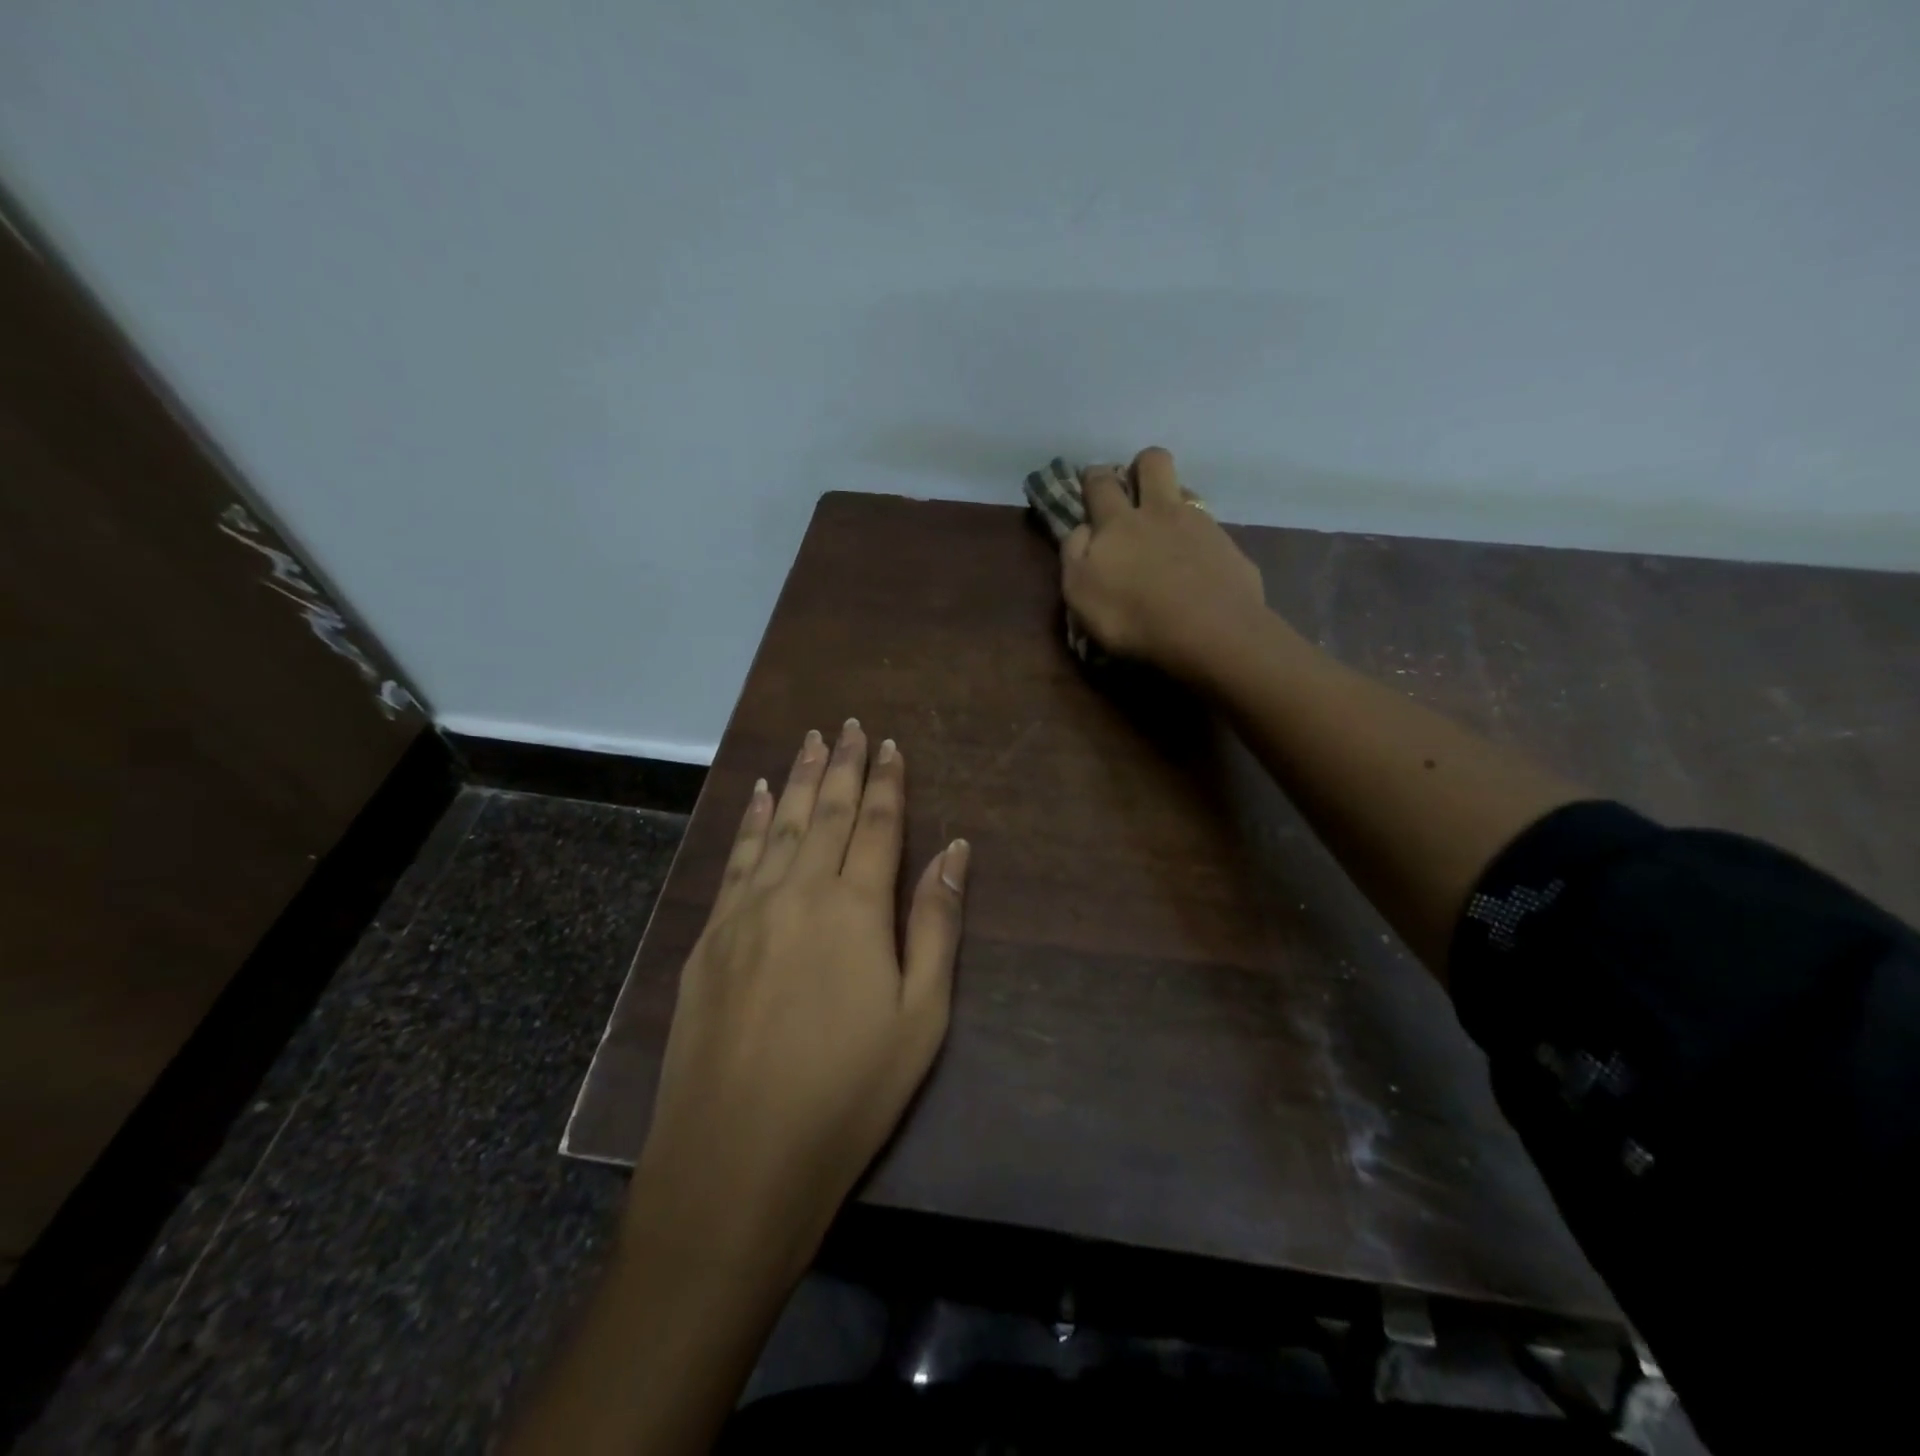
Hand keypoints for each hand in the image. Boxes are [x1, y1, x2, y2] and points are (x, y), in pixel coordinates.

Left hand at [631, 720, 967, 1279]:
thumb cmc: (847, 1093)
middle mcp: (798, 891)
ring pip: (776, 824)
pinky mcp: (710, 937)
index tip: (890, 745)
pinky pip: (736, 858)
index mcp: (855, 908)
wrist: (736, 1160)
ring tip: (808, 740)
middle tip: (847, 724)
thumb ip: (936, 924)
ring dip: (796, 778)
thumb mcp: (920, 1017)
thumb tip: (955, 849)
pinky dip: (750, 820)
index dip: (886, 781)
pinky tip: (757, 796)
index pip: (877, 825)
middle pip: (824, 812)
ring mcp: (746, 911)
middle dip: (841, 764)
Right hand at [1061, 447, 1266, 681]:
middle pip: (1153, 462)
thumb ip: (1074, 554)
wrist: (1210, 633)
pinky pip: (1210, 527)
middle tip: (1134, 487)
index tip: (1090, 482)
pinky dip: (1199, 535)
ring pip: (1185, 489)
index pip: (1100, 483)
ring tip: (1166, 526)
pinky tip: (1196, 559)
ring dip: (1172, 497)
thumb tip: (1083, 528)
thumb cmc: (1133, 618)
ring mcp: (1200, 524)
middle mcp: (1160, 511)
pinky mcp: (1229, 547)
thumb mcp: (1079, 593)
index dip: (1093, 477)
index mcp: (1117, 522)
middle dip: (1140, 466)